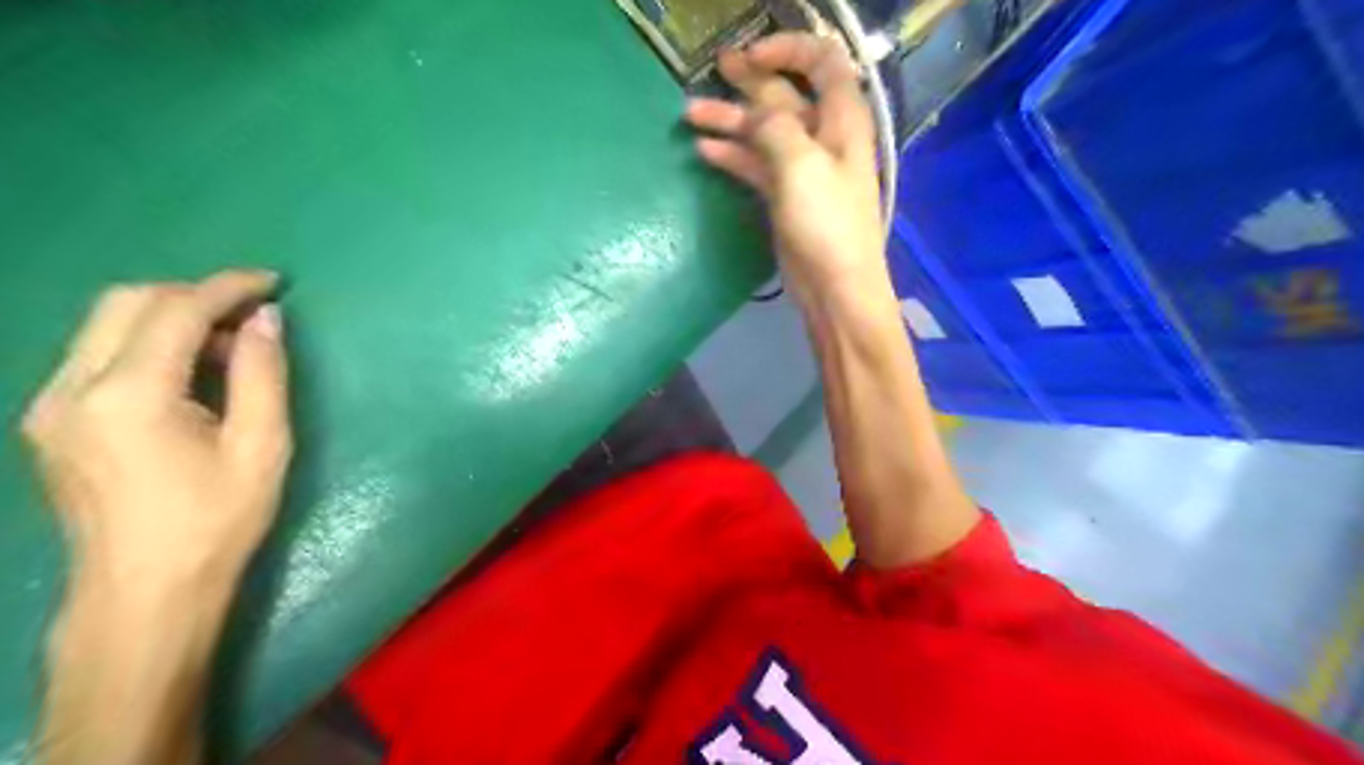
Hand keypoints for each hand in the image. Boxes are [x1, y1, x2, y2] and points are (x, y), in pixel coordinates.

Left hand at [22, 267, 292, 590]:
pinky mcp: (50, 422)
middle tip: (250, 317)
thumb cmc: (216, 521)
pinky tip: (190, 375)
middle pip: (126, 302)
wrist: (144, 593)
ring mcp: (50, 405)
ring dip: (171, 318)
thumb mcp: (261, 446)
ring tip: (228, 348)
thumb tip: (265, 318)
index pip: (175, 310)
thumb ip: (262, 373)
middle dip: (194, 295)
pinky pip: (98, 355)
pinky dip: (148, 345)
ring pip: (105, 325)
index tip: (273, 283)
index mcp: (128, 396)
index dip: (227, 287)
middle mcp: (71, 389)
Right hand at [687, 31, 892, 306]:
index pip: (823, 63)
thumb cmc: (827, 224)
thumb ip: (775, 127)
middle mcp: (823, 138)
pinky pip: (756, 165)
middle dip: (750, 81)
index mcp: (841, 121)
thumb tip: (754, 114)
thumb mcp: (802, 166)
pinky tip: (704, 150)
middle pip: (785, 97)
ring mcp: (802, 169)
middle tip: (713, 70)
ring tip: (690, 114)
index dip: (789, 49)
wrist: (835, 287)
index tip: (751, 55)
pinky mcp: (785, 196)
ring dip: (730, 121)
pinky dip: (732, 155)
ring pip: (764, 132)